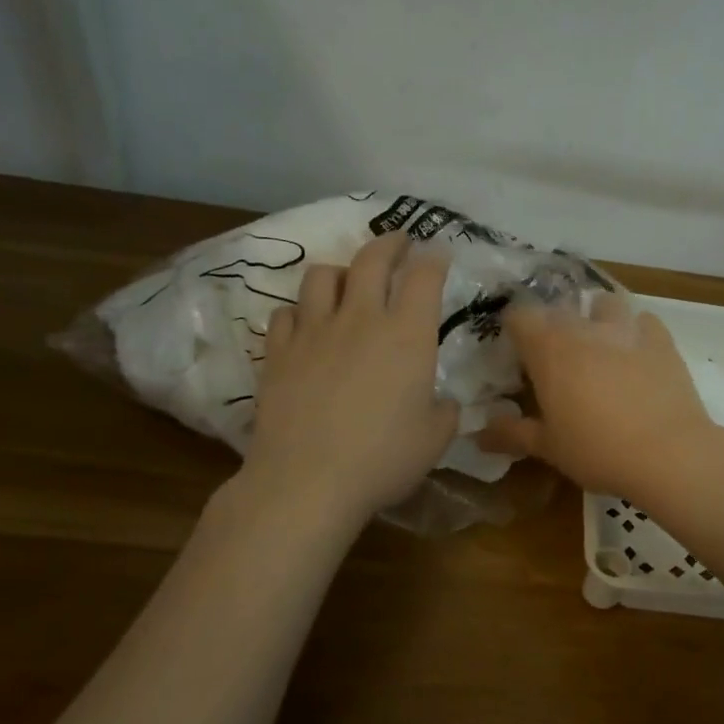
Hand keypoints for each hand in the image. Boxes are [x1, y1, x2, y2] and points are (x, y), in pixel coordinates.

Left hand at [243, 231, 459, 526]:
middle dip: (389, 243)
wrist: (308, 480)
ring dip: (339, 271)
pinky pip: (286, 312)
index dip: (434, 259)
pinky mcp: (278, 352)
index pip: (424, 276)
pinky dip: (300, 311)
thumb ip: (444, 412)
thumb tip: (441, 402)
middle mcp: (360, 319)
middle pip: (371, 259)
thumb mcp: (435, 439)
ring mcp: (313, 331)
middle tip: (398, 243)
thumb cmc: (384, 459)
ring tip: (346, 281)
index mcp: (407, 335)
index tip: (438, 253)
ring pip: (321, 276)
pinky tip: (306, 325)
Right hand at [477, 292, 723, 501]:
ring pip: (604, 303)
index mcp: (549, 347)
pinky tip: (635, 354)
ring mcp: (627, 329)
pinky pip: (643, 321)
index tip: (515, 354)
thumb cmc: (597, 449)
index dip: (513, 330)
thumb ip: (511, 434)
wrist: (669, 454)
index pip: (519, 315)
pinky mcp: (662, 340)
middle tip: (553, 359)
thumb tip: (478, 435)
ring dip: (595, 317)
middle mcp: (585, 327)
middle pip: (560, 308)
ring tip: (597, 345)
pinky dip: (634, 331)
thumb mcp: (548, 447)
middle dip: (552, 326)